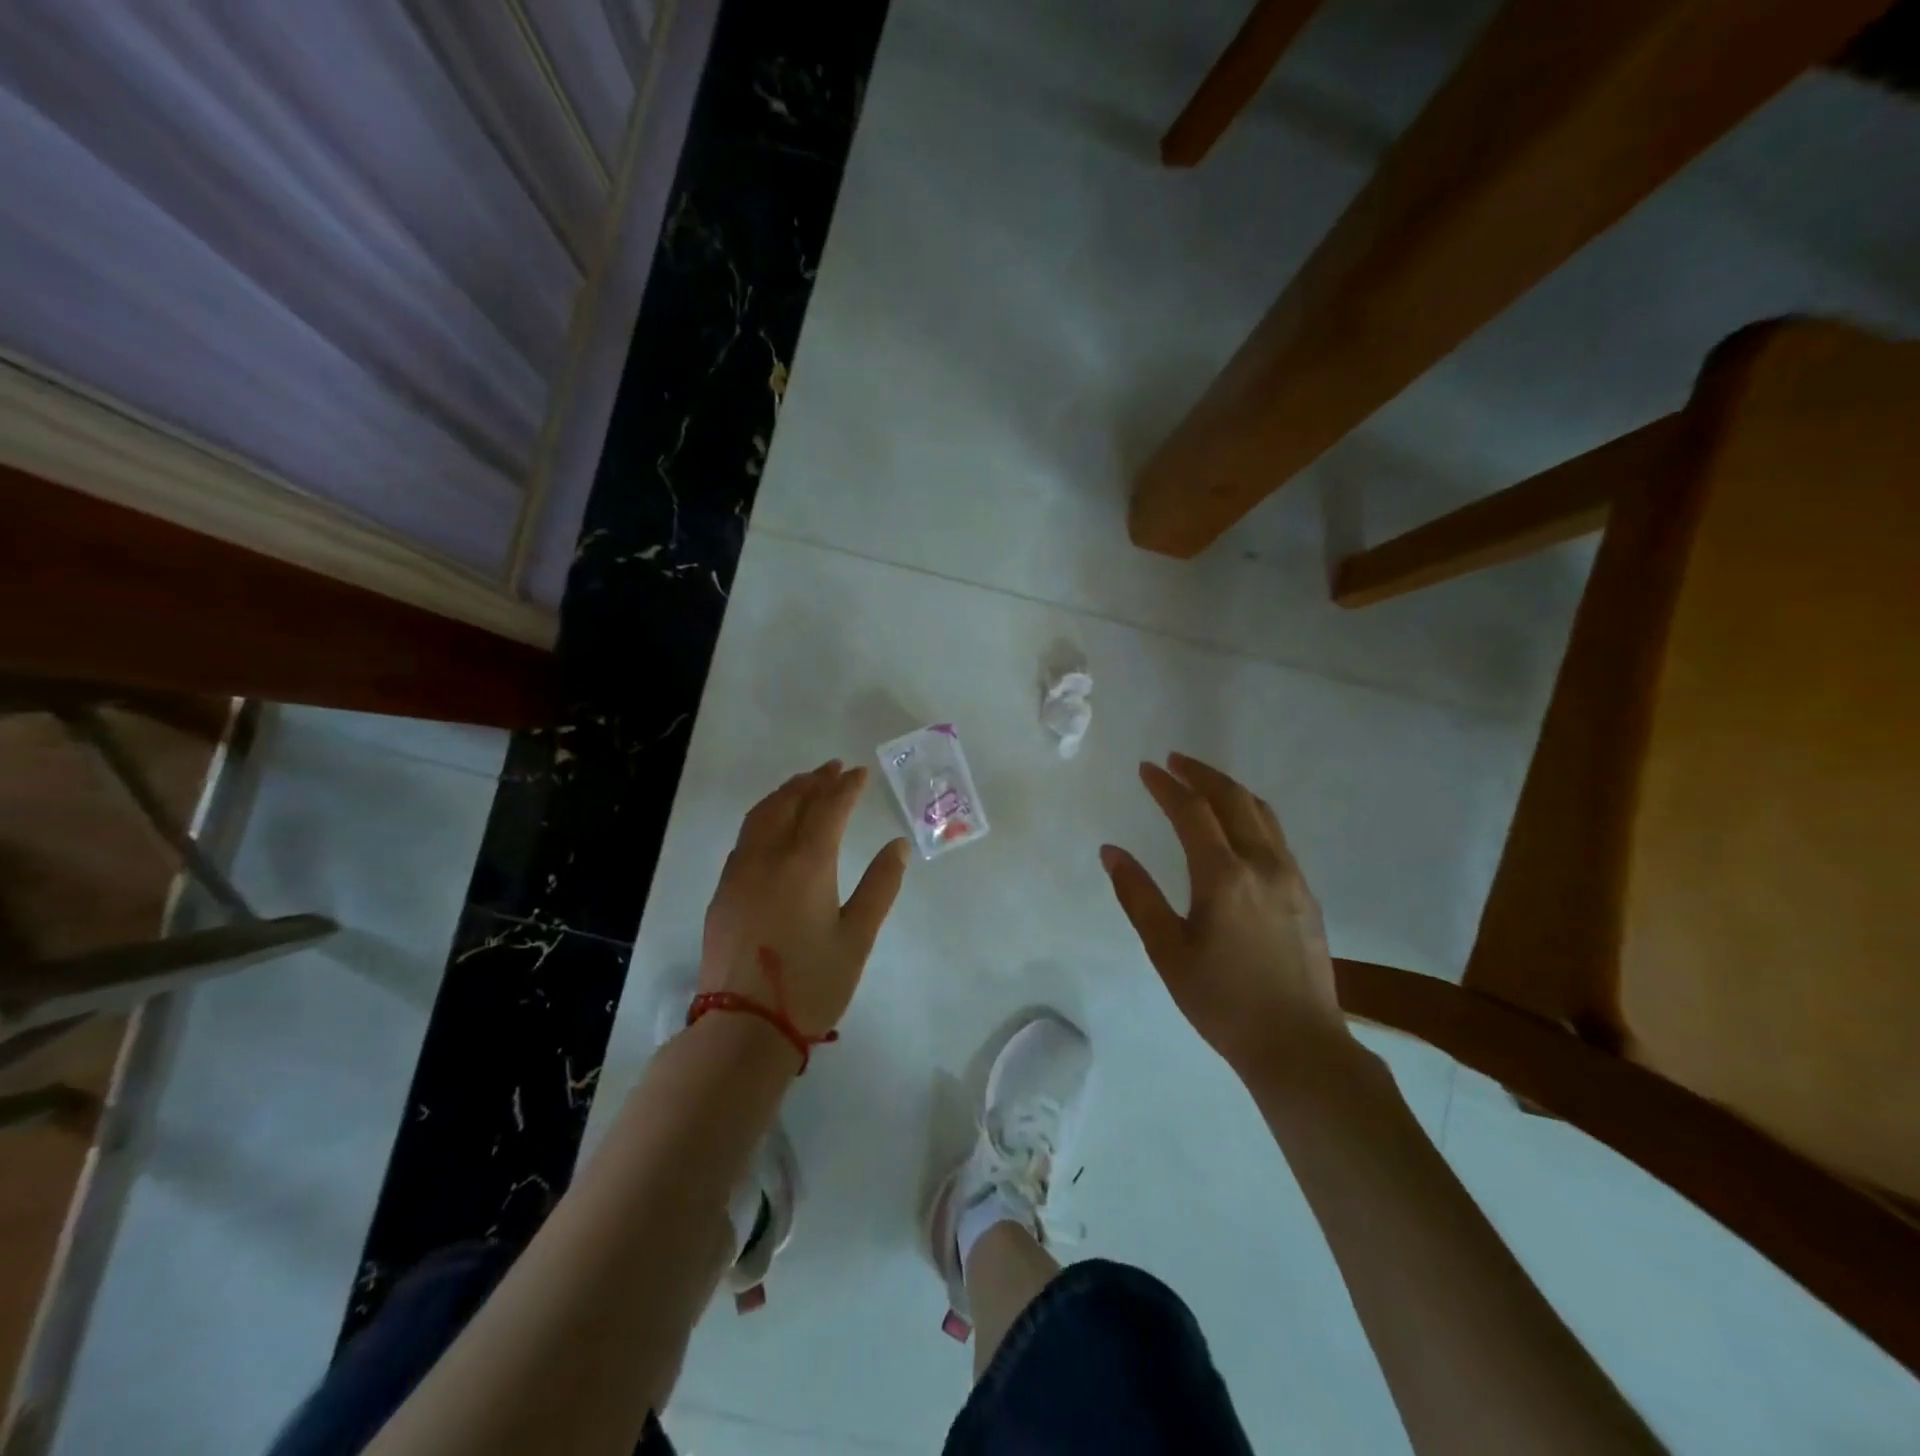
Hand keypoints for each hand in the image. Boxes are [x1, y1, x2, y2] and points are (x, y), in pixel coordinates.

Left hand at [700, 761, 909, 1045]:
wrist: (744, 1026)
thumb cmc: (812, 984)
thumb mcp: (858, 937)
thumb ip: (880, 886)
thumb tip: (896, 846)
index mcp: (807, 863)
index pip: (828, 808)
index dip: (846, 787)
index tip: (860, 772)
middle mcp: (769, 857)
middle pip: (790, 802)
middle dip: (814, 781)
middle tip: (833, 768)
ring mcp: (740, 872)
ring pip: (762, 815)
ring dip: (785, 794)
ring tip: (803, 784)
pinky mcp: (723, 891)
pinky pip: (746, 837)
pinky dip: (765, 816)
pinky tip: (773, 825)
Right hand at [1100, 753, 1348, 1081]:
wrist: (1298, 1045)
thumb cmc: (1222, 1001)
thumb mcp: (1167, 951)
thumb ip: (1137, 895)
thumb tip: (1111, 851)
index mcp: (1223, 876)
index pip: (1192, 812)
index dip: (1166, 785)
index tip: (1146, 768)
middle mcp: (1263, 864)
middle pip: (1233, 799)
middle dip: (1201, 774)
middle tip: (1175, 761)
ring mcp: (1291, 878)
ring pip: (1262, 814)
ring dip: (1230, 790)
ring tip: (1204, 783)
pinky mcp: (1306, 894)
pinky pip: (1276, 836)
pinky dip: (1251, 815)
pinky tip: (1238, 828)